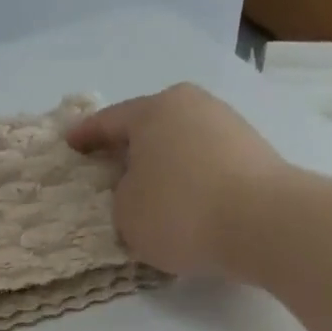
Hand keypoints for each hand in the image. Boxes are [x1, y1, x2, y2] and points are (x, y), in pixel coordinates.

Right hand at [64, 84, 292, 277]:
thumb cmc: (180, 212)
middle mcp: (193, 107)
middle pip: (150, 128)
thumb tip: (141, 188)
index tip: (69, 142)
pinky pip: (205, 166)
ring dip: (161, 167)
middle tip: (108, 169)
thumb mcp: (126, 212)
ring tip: (147, 194)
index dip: (86, 135)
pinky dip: (188, 182)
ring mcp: (228, 127)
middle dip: (128, 149)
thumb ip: (122, 195)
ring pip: (180, 146)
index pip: (110, 121)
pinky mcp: (253, 155)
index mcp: (155, 111)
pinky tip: (183, 206)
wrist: (262, 223)